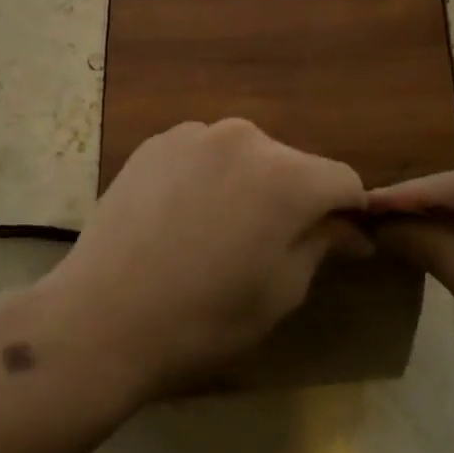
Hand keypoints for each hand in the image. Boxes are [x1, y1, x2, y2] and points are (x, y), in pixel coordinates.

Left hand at [27, 120, 369, 398]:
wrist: (102, 317)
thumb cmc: (205, 317)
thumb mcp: (280, 291)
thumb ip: (322, 245)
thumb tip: (351, 231)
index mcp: (287, 176)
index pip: (342, 181)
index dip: (349, 213)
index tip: (341, 243)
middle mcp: (244, 138)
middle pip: (292, 164)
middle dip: (296, 198)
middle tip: (272, 245)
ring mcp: (193, 135)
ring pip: (245, 156)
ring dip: (249, 185)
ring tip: (220, 232)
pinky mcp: (155, 144)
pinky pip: (202, 155)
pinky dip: (208, 178)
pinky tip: (183, 218)